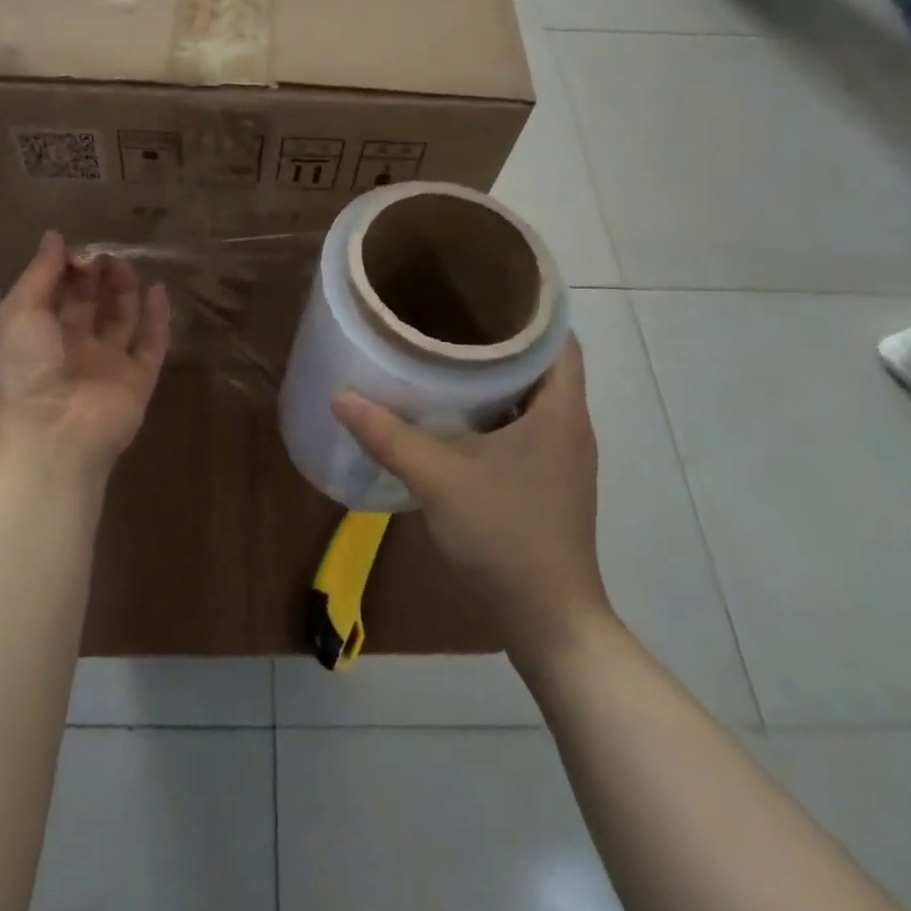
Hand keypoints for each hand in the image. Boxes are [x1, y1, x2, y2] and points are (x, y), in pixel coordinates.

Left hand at [0, 231, 170, 488]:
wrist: (48, 440)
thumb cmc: (22, 370)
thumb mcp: (19, 312)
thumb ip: (40, 273)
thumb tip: (54, 236)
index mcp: (33, 336)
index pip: (52, 292)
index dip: (64, 268)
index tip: (78, 247)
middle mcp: (69, 349)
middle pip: (87, 303)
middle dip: (94, 274)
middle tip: (104, 252)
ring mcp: (105, 366)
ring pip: (120, 319)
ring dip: (123, 289)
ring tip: (126, 262)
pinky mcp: (137, 381)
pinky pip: (151, 345)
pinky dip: (158, 319)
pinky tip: (160, 289)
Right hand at [331, 336, 610, 653]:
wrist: (549, 622)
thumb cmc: (505, 536)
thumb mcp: (438, 479)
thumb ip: (389, 436)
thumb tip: (341, 397)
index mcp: (561, 411)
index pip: (559, 338)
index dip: (529, 308)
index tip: (483, 288)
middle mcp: (569, 426)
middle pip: (543, 362)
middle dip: (500, 337)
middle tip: (449, 313)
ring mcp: (561, 457)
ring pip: (532, 396)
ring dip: (496, 375)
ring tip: (446, 351)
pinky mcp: (547, 481)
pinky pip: (523, 425)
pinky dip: (494, 409)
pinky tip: (454, 411)